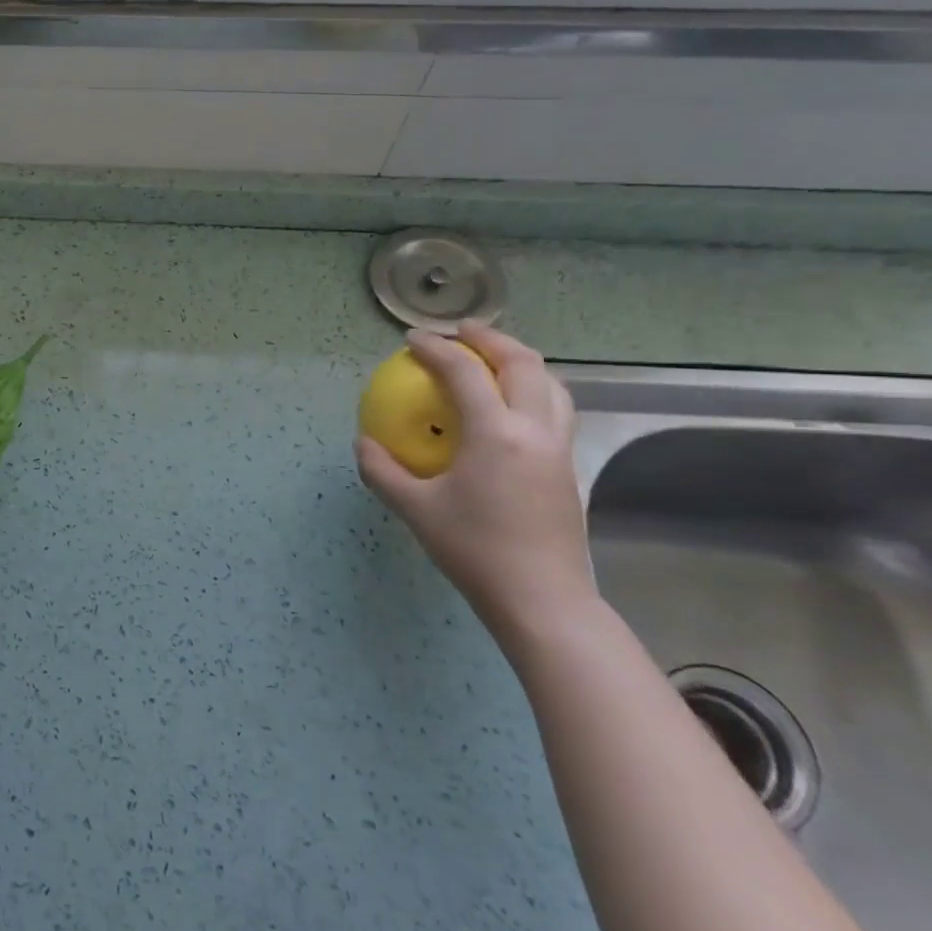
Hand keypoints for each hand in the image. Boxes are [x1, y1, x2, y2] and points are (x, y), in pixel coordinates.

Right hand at [356, 323, 596, 645]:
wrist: (541, 598)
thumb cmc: (473, 550)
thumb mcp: (414, 509)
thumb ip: (382, 470)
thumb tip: (364, 441)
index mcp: (496, 434)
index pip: (465, 372)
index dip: (435, 349)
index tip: (412, 341)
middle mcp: (535, 430)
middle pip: (523, 364)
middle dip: (491, 339)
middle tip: (461, 332)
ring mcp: (559, 448)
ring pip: (551, 384)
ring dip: (521, 361)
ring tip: (492, 358)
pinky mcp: (568, 467)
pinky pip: (556, 409)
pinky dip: (534, 389)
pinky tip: (511, 406)